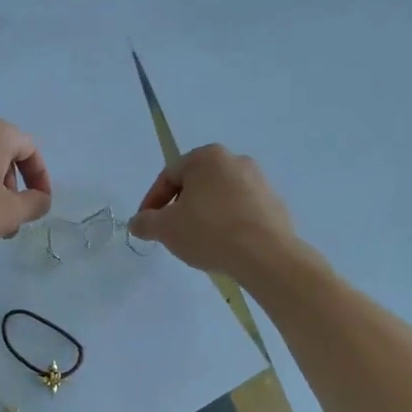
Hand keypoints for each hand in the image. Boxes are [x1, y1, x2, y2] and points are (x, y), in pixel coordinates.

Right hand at [128, 145, 295, 276]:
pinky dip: (227, 223)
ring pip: (218, 197)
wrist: (265, 254)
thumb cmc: (209, 231)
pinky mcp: (274, 203)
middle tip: (170, 232)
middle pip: (195, 184)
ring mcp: (259, 180)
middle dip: (179, 207)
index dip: (151, 202)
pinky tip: (223, 245)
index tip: (146, 225)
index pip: (168, 176)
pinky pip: (240, 210)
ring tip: (197, 241)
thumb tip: (137, 223)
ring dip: (203, 215)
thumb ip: (145, 222)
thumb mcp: (165, 229)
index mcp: (206, 157)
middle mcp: (235, 160)